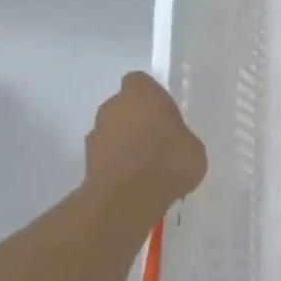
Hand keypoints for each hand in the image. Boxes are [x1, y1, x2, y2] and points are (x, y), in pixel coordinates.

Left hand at [84, 73, 208, 219]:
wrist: (128, 198)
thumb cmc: (168, 161)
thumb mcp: (193, 147)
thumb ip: (180, 137)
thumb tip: (174, 142)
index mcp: (141, 93)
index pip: (141, 82)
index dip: (152, 95)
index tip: (165, 113)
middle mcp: (113, 106)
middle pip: (125, 106)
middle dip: (138, 119)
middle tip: (159, 140)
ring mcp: (96, 133)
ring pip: (113, 130)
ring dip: (126, 141)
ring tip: (147, 166)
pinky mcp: (87, 160)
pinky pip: (107, 155)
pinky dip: (118, 163)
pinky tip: (135, 181)